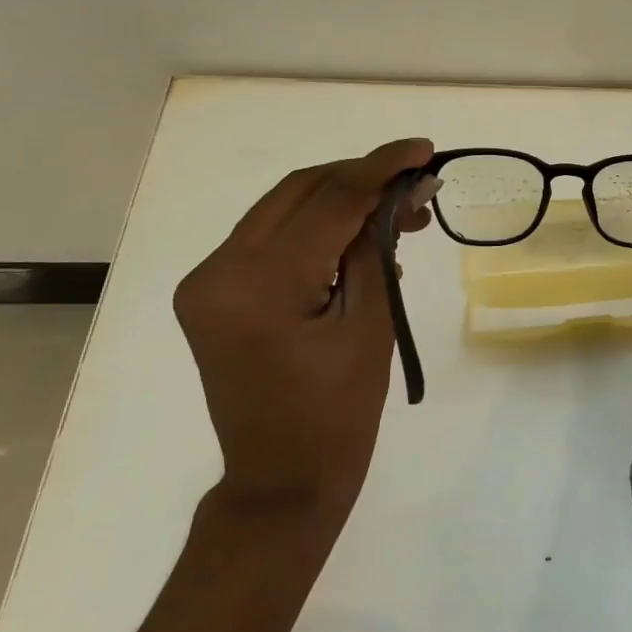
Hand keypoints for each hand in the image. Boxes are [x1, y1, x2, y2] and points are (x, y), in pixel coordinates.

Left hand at [174, 138, 435, 522]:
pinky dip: (317, 229)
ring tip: (400, 213)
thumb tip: (407, 192)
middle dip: (362, 178)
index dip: (381, 168)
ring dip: (341, 201)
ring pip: (283, 209)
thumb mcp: (371, 326)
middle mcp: (217, 270)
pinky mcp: (213, 293)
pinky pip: (272, 239)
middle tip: (417, 183)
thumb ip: (380, 248)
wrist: (281, 482)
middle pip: (299, 191)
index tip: (424, 148)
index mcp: (258, 284)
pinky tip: (360, 240)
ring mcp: (207, 281)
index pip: (328, 200)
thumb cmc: (339, 416)